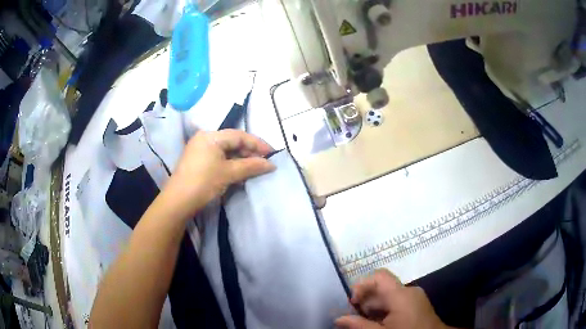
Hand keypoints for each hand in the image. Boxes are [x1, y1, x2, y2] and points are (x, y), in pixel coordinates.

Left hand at [163, 129, 274, 218]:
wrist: (178, 201)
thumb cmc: (204, 182)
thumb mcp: (229, 173)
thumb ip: (251, 166)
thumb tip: (271, 165)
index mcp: (211, 136)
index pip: (239, 135)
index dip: (257, 144)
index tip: (272, 154)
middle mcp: (205, 138)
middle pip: (232, 141)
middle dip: (249, 152)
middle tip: (263, 163)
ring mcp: (200, 149)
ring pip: (226, 150)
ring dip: (241, 159)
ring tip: (254, 169)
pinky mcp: (197, 160)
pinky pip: (218, 157)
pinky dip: (230, 163)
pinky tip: (239, 172)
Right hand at [336, 269, 449, 328]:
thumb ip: (359, 325)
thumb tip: (338, 318)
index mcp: (401, 294)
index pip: (379, 276)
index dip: (362, 284)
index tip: (352, 303)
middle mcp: (409, 291)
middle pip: (382, 287)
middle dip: (365, 300)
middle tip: (355, 317)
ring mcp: (415, 297)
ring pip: (389, 296)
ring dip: (374, 307)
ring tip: (365, 322)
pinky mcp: (417, 304)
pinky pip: (397, 302)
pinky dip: (385, 310)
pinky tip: (379, 323)